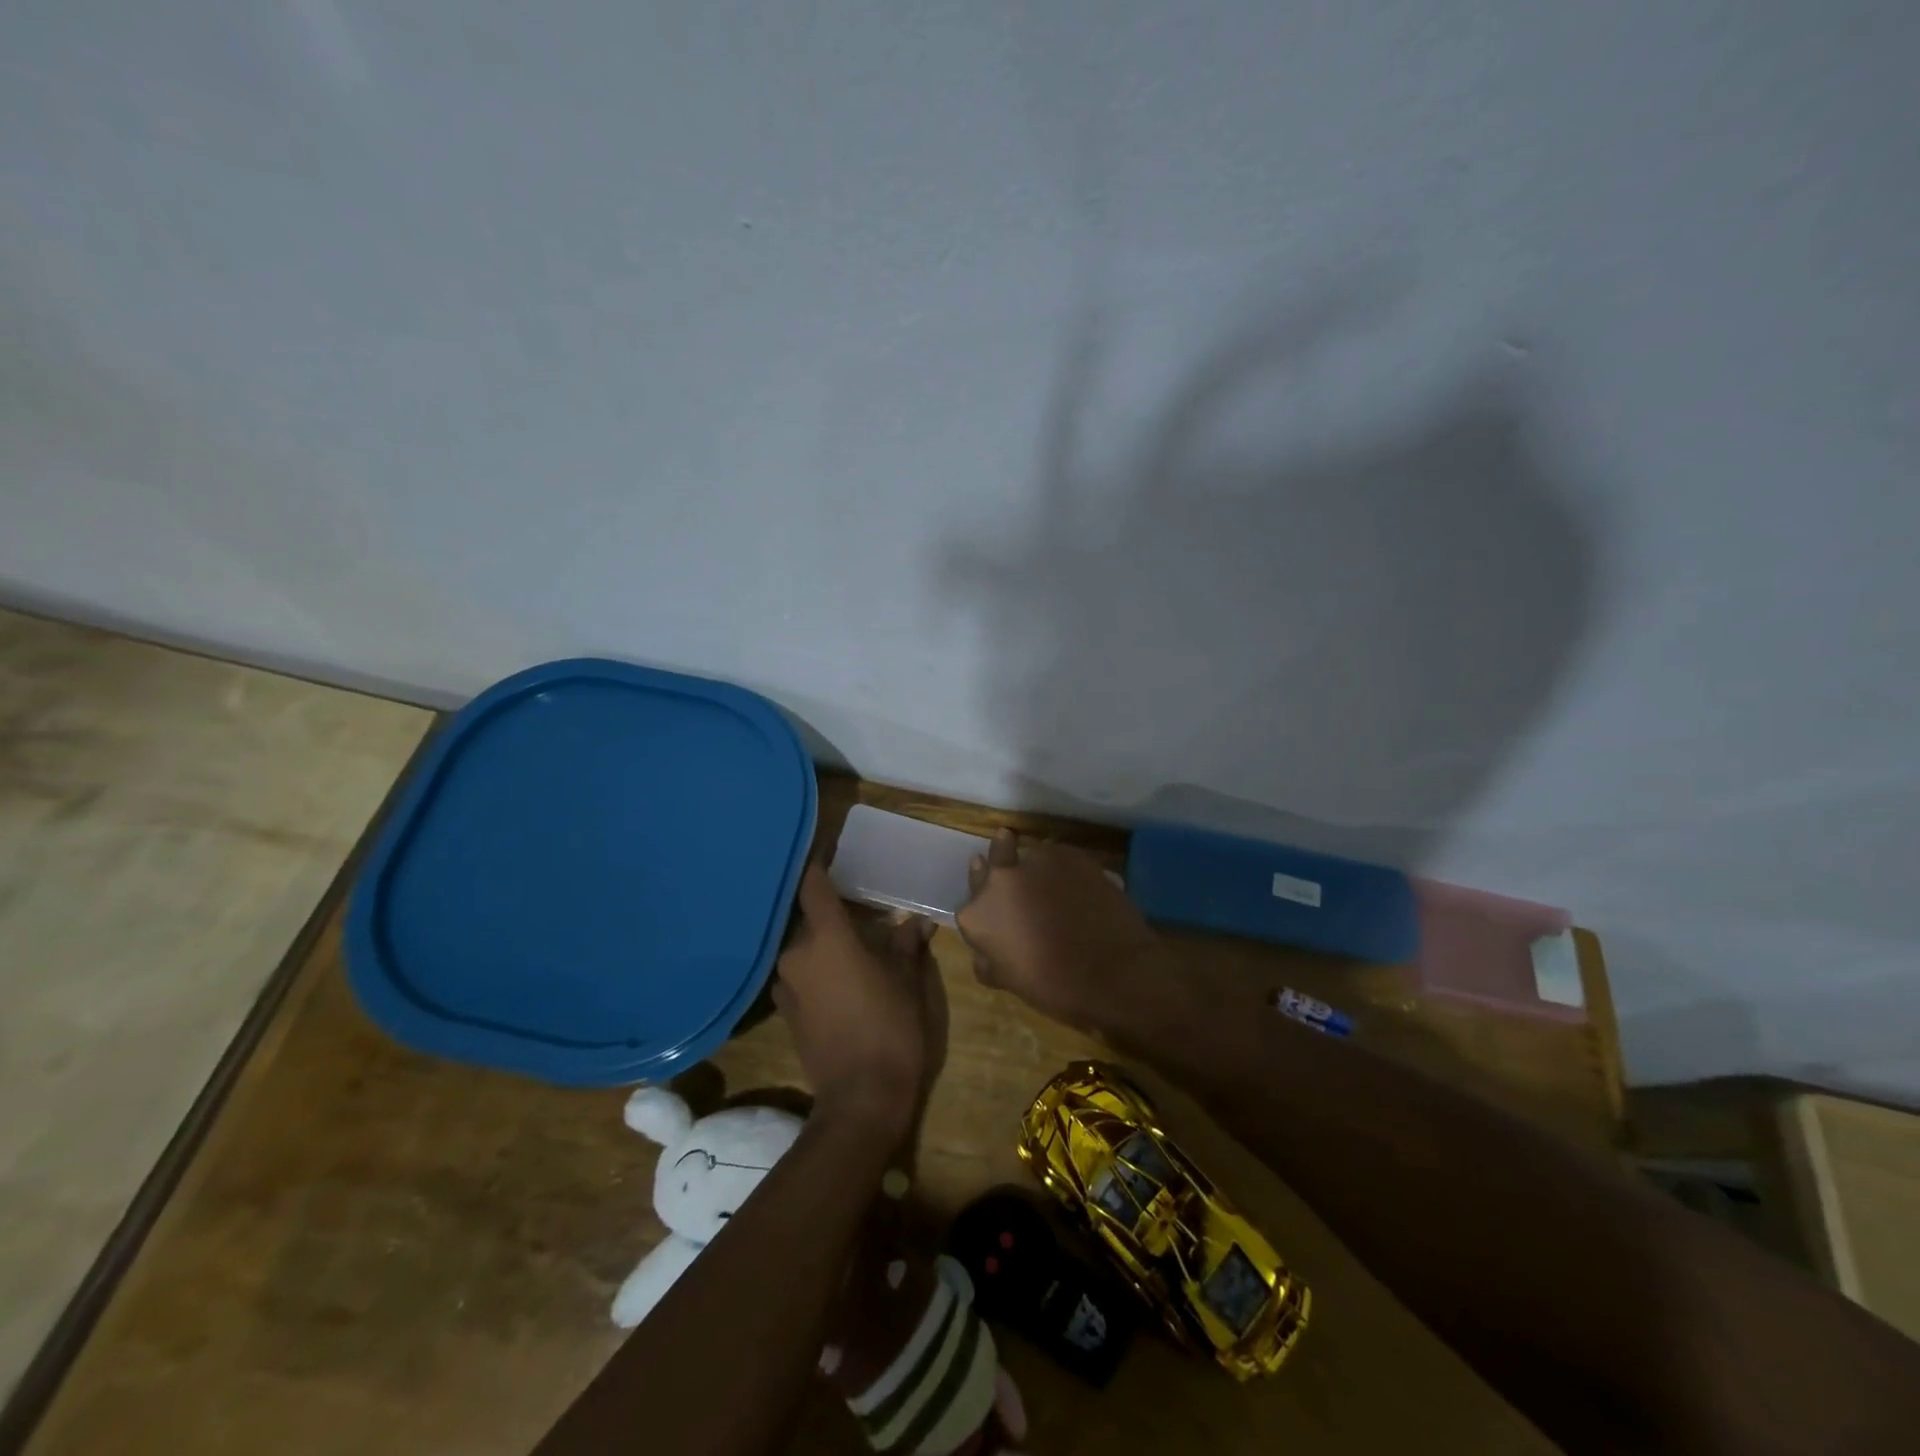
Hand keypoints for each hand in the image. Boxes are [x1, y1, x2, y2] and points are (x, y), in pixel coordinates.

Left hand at [774, 865, 944, 1141]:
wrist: (861, 1098)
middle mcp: (796, 953)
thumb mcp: (908, 980)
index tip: (828, 849)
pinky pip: (800, 971)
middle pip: (808, 915)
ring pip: (803, 944)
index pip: (812, 884)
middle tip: (858, 902)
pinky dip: (817, 964)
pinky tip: (841, 974)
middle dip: (831, 907)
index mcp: (827, 937)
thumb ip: (907, 944)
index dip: (818, 863)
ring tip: (853, 940)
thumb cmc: (891, 1027)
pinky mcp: (785, 1010)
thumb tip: (917, 922)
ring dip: (824, 938)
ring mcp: (785, 983)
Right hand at [955, 829, 1159, 1030]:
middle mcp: (999, 879)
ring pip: (1030, 857)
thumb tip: (984, 951)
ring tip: (1055, 886)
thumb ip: (990, 958)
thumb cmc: (1057, 988)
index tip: (999, 912)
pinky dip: (1065, 870)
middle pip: (994, 860)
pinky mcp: (1069, 854)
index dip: (986, 909)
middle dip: (1001, 863)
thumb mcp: (1010, 980)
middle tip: (1014, 870)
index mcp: (977, 915)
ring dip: (1036, 869)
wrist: (1116, 973)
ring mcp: (1035, 861)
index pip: (971, 904)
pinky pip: (1059, 858)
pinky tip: (1079, 887)